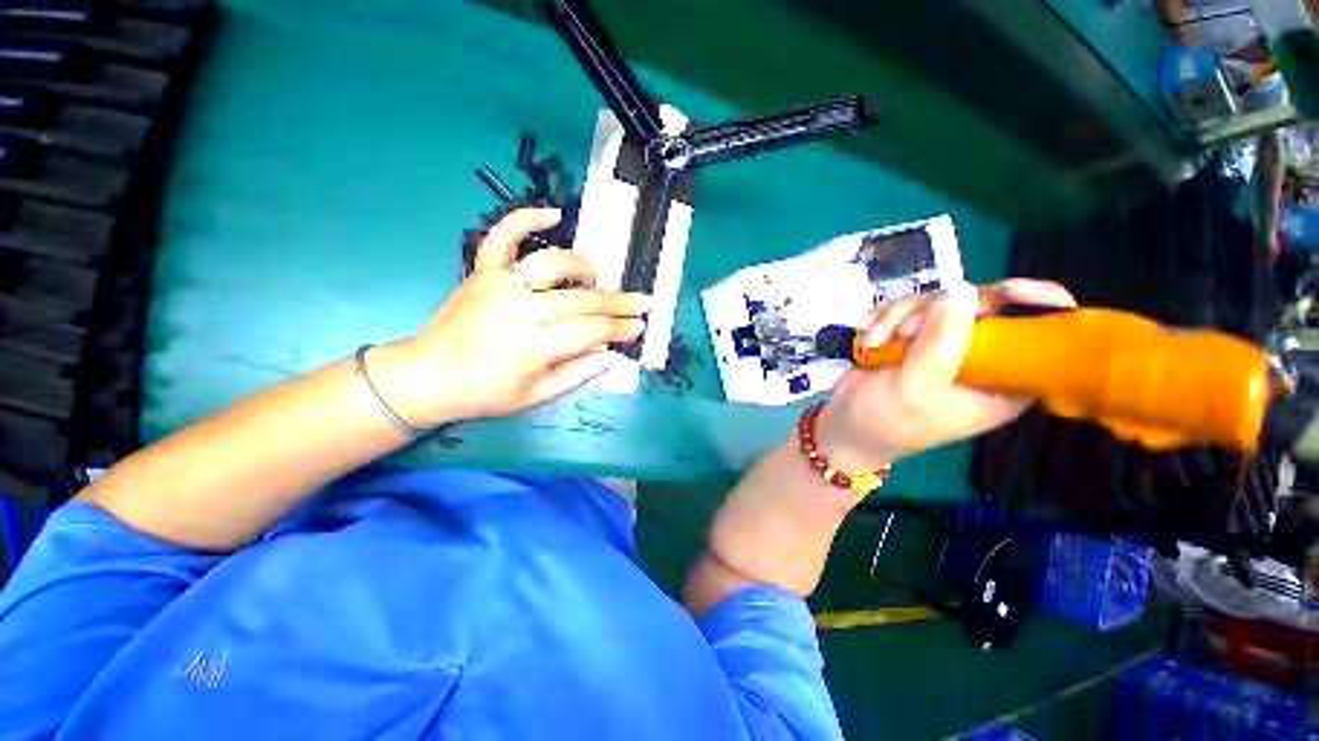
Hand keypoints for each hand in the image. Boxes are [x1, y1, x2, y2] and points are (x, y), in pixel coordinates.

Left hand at [369, 208, 649, 425]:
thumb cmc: (486, 393)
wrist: (428, 376)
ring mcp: (499, 285)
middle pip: (583, 299)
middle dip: (619, 302)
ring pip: (553, 263)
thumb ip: (580, 374)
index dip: (621, 329)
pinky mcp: (482, 272)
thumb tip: (616, 356)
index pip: (593, 331)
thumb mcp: (537, 396)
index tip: (639, 327)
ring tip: (596, 281)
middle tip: (642, 303)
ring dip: (584, 268)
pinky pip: (504, 237)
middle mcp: (519, 310)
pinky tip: (554, 213)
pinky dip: (527, 218)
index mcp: (533, 347)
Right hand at [817, 279, 1077, 470]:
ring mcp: (944, 342)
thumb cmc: (886, 420)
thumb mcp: (916, 388)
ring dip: (898, 317)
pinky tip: (868, 336)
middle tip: (904, 332)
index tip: (1009, 292)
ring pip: (937, 301)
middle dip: (935, 312)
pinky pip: (907, 307)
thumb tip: (963, 290)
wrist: (844, 424)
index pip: (1040, 336)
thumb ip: (940, 344)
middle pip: (983, 304)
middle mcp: (980, 357)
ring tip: (875, 341)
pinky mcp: (914, 336)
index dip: (1035, 307)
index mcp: (1003, 380)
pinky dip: (883, 318)